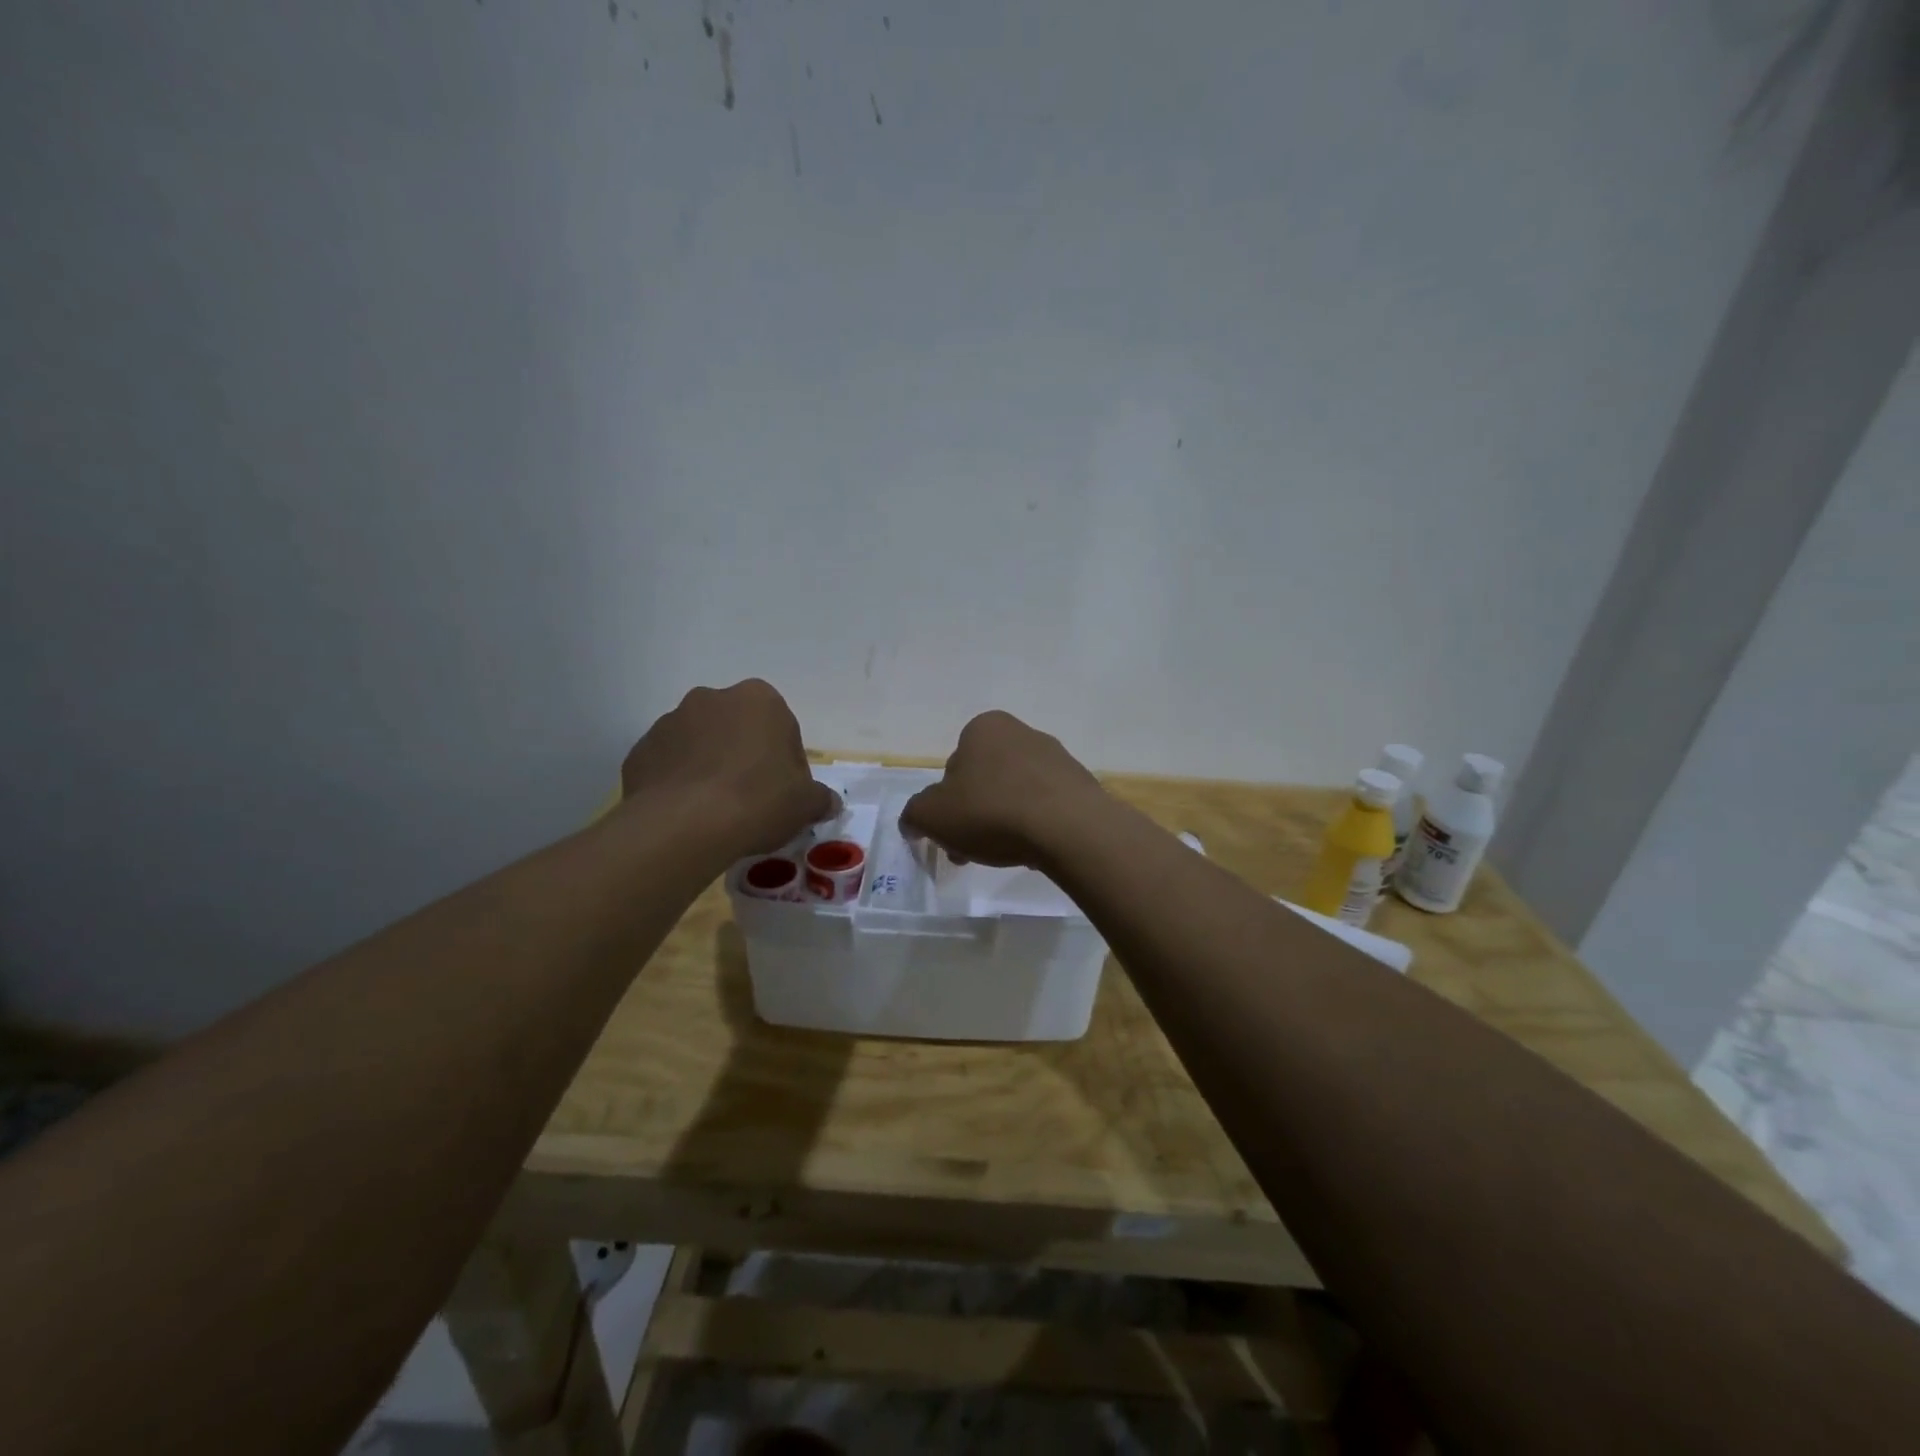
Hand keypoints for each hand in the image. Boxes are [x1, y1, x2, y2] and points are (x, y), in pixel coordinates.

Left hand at [620, 680, 837, 857]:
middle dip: (745, 758)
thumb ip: (820, 798)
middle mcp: (712, 699)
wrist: (683, 824)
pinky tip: (688, 815)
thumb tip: (828, 802)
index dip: (786, 764)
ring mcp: (670, 722)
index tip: (784, 794)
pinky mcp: (640, 751)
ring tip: (716, 812)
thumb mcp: (805, 804)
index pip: (782, 728)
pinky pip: (669, 766)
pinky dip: (679, 784)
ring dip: (710, 768)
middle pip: (738, 730)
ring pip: (700, 745)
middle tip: (752, 800)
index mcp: (759, 699)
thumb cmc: (758, 800)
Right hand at [900, 710, 1107, 868]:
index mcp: (984, 728)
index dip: (946, 803)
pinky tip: (1035, 848)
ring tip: (1005, 855)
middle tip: (971, 850)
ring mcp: (1057, 757)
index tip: (950, 833)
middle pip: (985, 780)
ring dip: (1004, 821)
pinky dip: (1036, 825)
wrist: (1069, 828)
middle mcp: (1022, 733)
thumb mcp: (932, 816)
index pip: (954, 765)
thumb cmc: (992, 811)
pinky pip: (1047, 806)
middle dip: (974, 815)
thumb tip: (913, 822)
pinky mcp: (1081, 784)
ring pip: (1016, 793)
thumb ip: (914, 815)